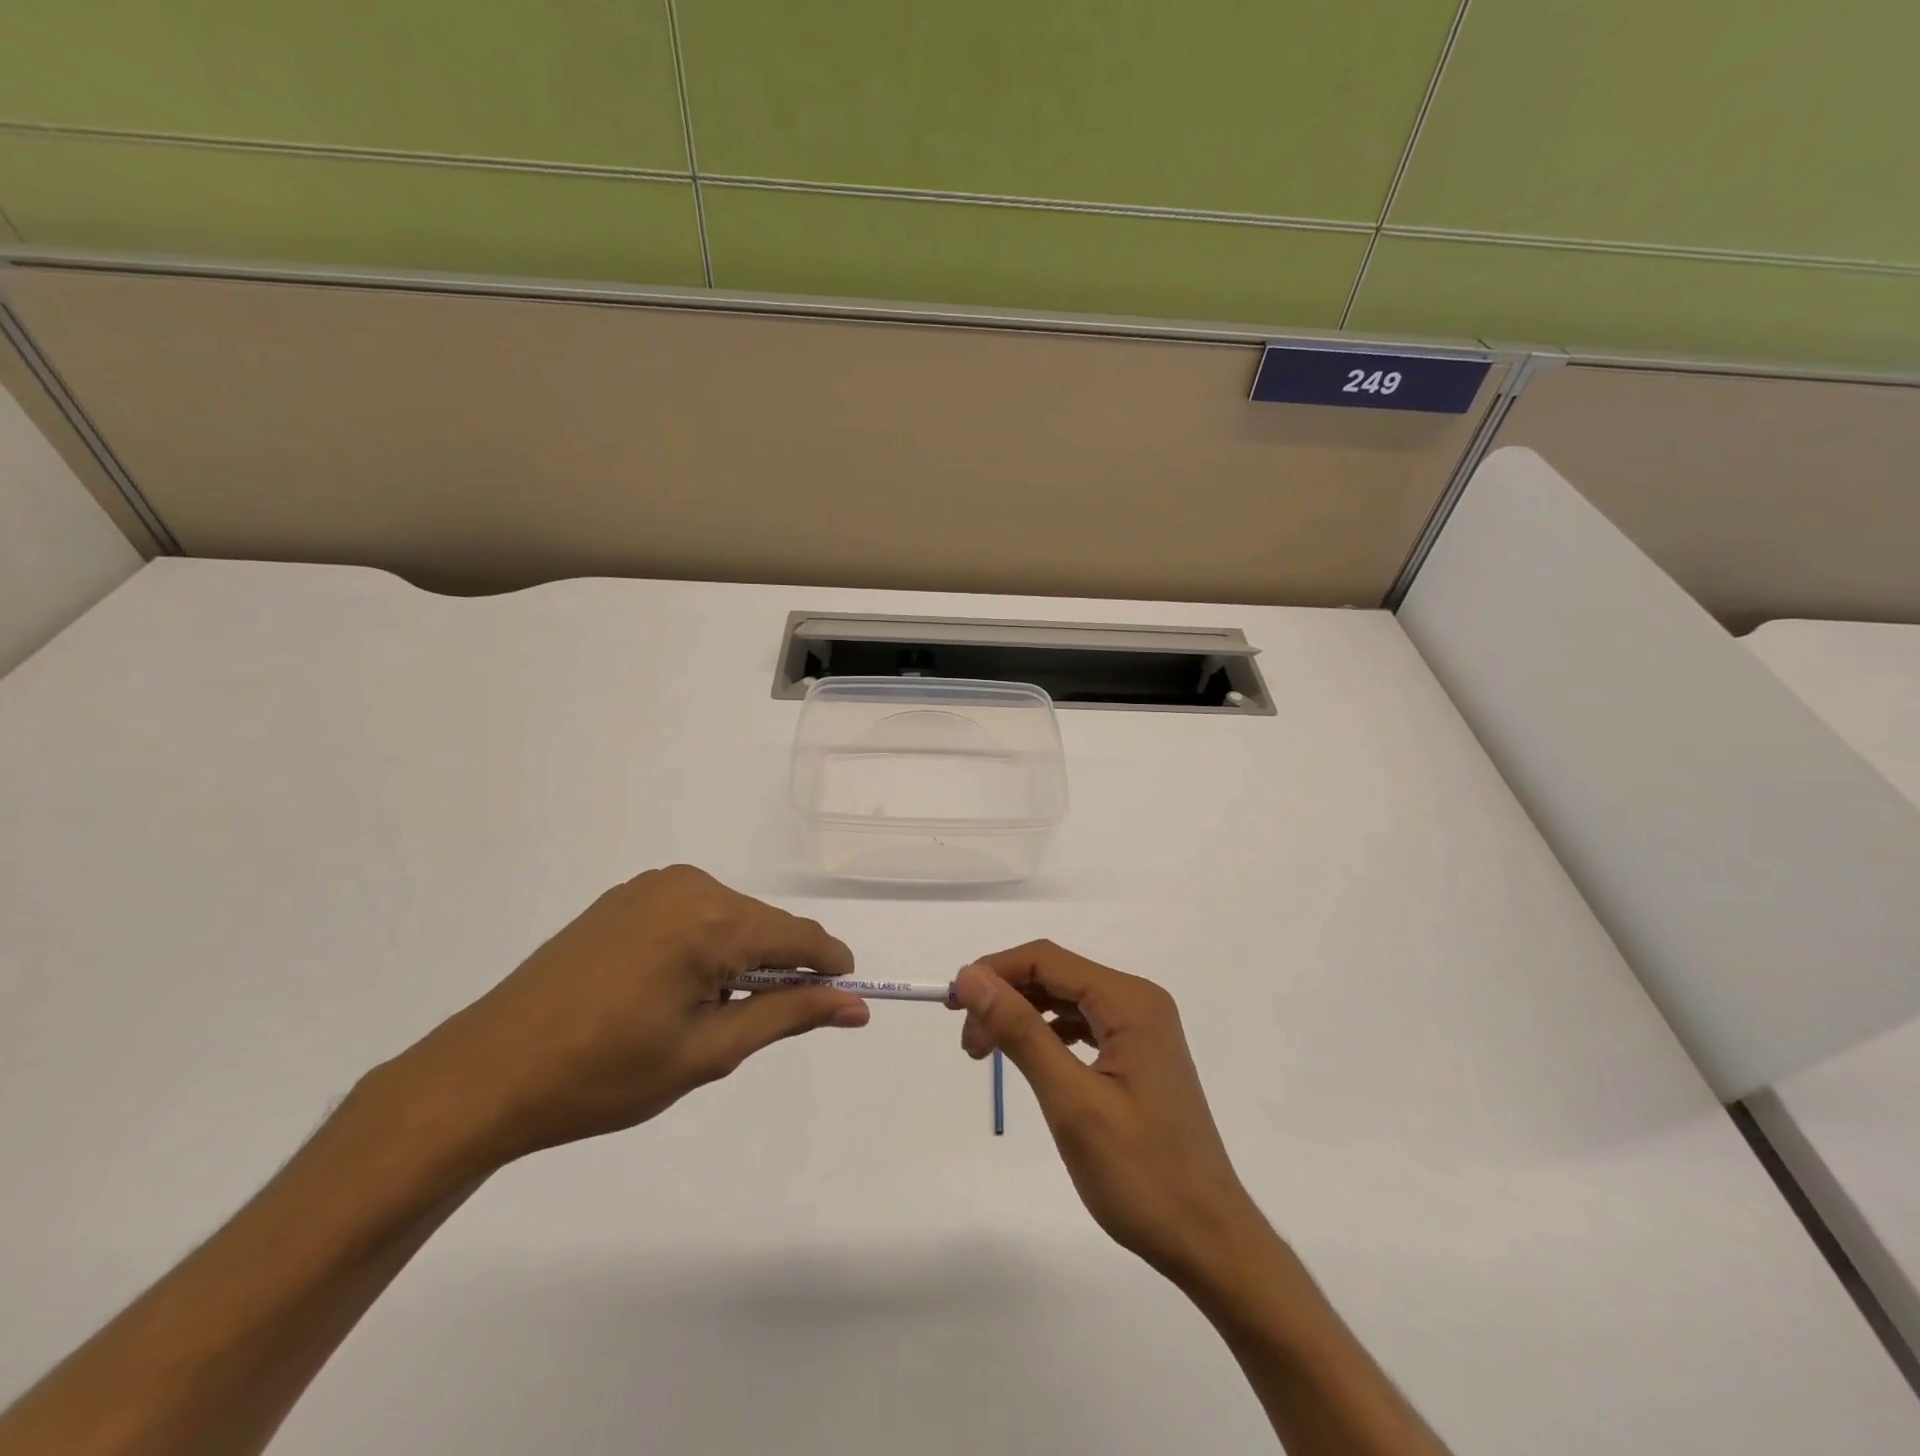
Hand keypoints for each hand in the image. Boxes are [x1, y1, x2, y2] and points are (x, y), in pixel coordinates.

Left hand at [382, 865, 867, 1167]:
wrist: (485, 1074)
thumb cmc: (603, 1075)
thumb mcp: (708, 1052)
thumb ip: (788, 1015)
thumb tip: (855, 1004)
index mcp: (710, 919)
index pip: (798, 936)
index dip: (828, 967)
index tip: (846, 998)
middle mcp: (687, 885)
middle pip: (764, 925)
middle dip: (776, 969)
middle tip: (752, 1029)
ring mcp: (651, 886)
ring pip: (730, 919)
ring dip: (738, 960)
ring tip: (701, 1017)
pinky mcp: (625, 897)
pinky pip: (693, 913)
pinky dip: (704, 947)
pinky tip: (670, 991)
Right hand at [950, 942, 1269, 1286]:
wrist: (1209, 1241)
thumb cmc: (1142, 1174)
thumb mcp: (1071, 1101)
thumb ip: (1021, 1032)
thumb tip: (971, 977)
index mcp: (1129, 1002)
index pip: (1047, 959)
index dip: (994, 971)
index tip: (952, 1004)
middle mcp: (1138, 1002)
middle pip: (1056, 976)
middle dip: (1005, 996)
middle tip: (967, 1041)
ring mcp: (1142, 1029)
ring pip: (1066, 1000)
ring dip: (1022, 1016)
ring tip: (986, 1052)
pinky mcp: (1139, 1055)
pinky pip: (1083, 1026)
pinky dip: (1047, 1035)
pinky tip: (1029, 1059)